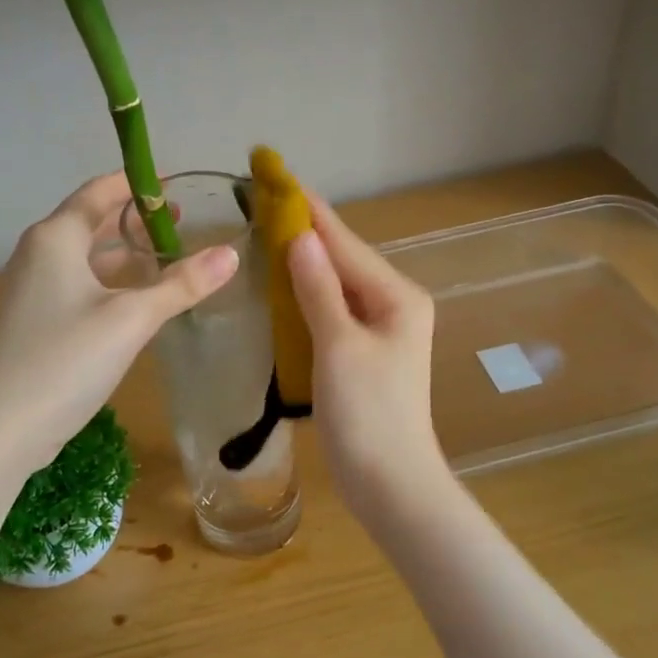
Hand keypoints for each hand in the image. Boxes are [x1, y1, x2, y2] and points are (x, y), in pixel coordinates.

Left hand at [0, 173, 238, 472]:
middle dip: (134, 219)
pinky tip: (137, 301)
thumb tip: (230, 254)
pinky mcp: (35, 323)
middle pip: (91, 222)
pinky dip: (110, 283)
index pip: (98, 192)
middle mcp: (40, 255)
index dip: (135, 183)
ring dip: (124, 254)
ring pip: (86, 258)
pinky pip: (79, 286)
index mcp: (56, 238)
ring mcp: (33, 291)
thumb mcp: (131, 318)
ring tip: (166, 256)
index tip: (172, 182)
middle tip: (180, 220)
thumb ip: (181, 285)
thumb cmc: (64, 358)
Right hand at [287, 197, 450, 521]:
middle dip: (303, 230)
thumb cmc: (368, 414)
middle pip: (342, 258)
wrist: (390, 483)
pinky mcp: (364, 353)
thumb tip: (299, 238)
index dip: (307, 209)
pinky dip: (306, 295)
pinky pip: (332, 310)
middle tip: (261, 199)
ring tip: (265, 230)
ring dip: (303, 261)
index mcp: (396, 296)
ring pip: (336, 284)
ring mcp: (381, 331)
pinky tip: (282, 286)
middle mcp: (393, 304)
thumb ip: (319, 289)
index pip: (344, 241)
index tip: (275, 174)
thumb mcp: (339, 346)